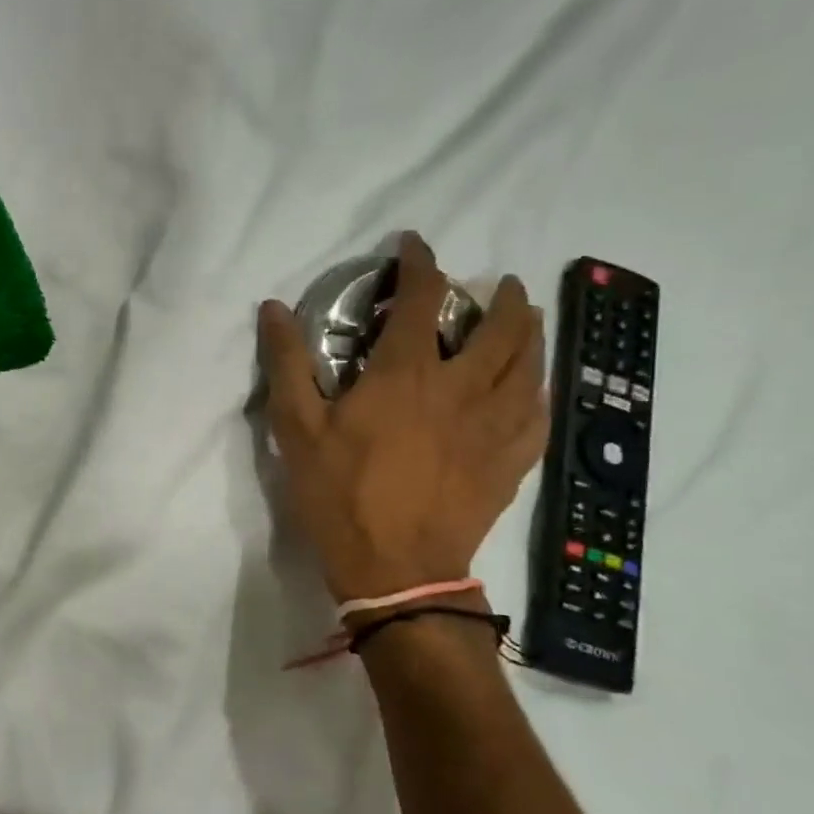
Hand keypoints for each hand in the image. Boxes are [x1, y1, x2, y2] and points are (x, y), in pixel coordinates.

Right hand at [258, 233, 547, 605]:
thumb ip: (288, 364)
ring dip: (530, 333)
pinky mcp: (511, 461)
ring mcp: (495, 425)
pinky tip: (533, 387)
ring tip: (524, 322)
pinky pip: (540, 412)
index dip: (421, 262)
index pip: (423, 298)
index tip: (414, 245)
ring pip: (531, 364)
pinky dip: (539, 388)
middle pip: (501, 326)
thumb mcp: (297, 430)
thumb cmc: (340, 495)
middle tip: (496, 286)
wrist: (395, 568)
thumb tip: (273, 308)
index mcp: (407, 374)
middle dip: (501, 296)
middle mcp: (462, 388)